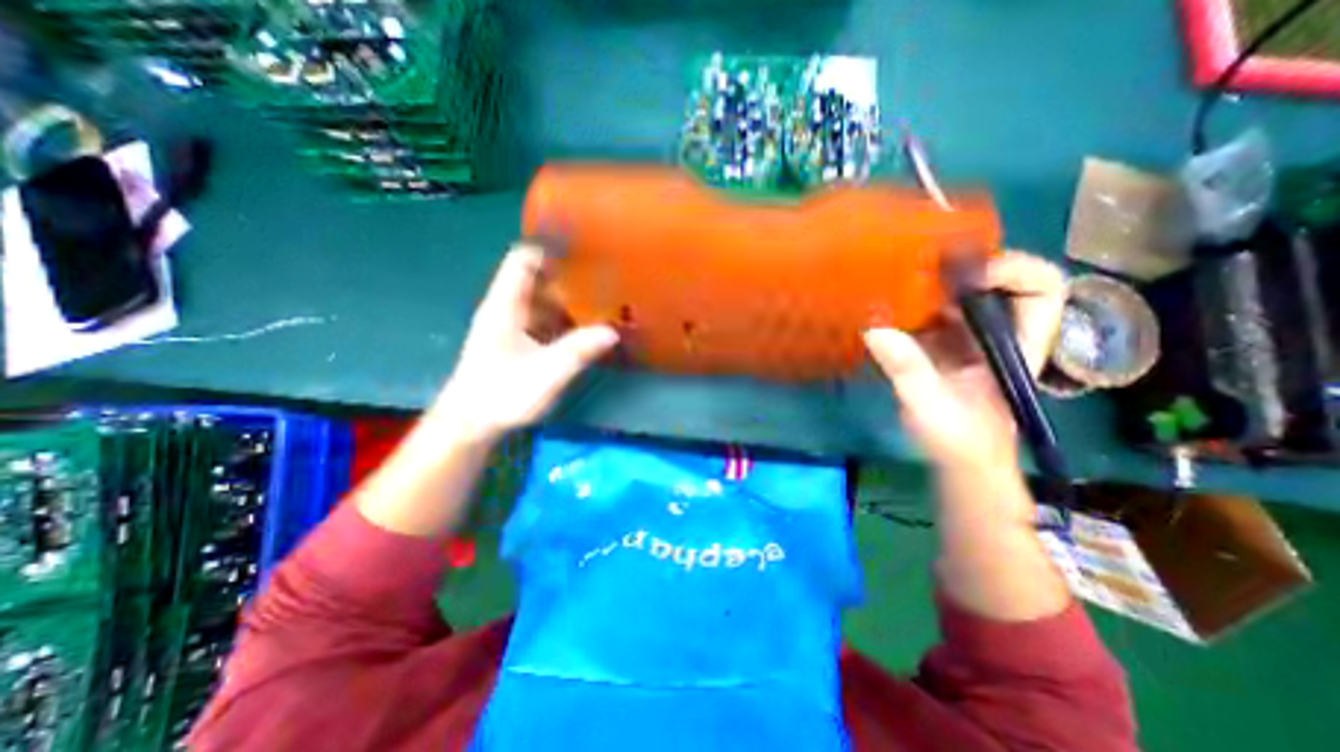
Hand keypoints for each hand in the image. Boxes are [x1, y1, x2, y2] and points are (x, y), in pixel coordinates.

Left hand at [428, 242, 615, 444]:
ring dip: (571, 300)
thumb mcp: (545, 374)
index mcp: (505, 305)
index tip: (583, 248)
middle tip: (605, 278)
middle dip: (570, 276)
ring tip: (603, 300)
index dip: (550, 248)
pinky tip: (587, 328)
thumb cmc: (501, 395)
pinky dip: (566, 319)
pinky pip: (545, 320)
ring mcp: (513, 326)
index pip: (523, 260)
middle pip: (539, 279)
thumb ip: (578, 351)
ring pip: (544, 301)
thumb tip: (613, 332)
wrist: (470, 423)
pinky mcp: (518, 342)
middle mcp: (507, 309)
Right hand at [870, 252, 1069, 476]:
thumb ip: (908, 370)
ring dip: (929, 280)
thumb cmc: (958, 440)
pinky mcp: (940, 342)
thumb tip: (874, 329)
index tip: (964, 277)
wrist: (957, 460)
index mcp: (1017, 342)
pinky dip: (908, 301)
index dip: (1010, 270)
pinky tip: (883, 304)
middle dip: (961, 265)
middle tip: (920, 264)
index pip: (1041, 288)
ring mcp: (967, 335)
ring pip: (958, 290)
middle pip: (995, 277)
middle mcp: (997, 330)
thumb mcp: (931, 407)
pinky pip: (929, 309)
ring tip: (895, 278)